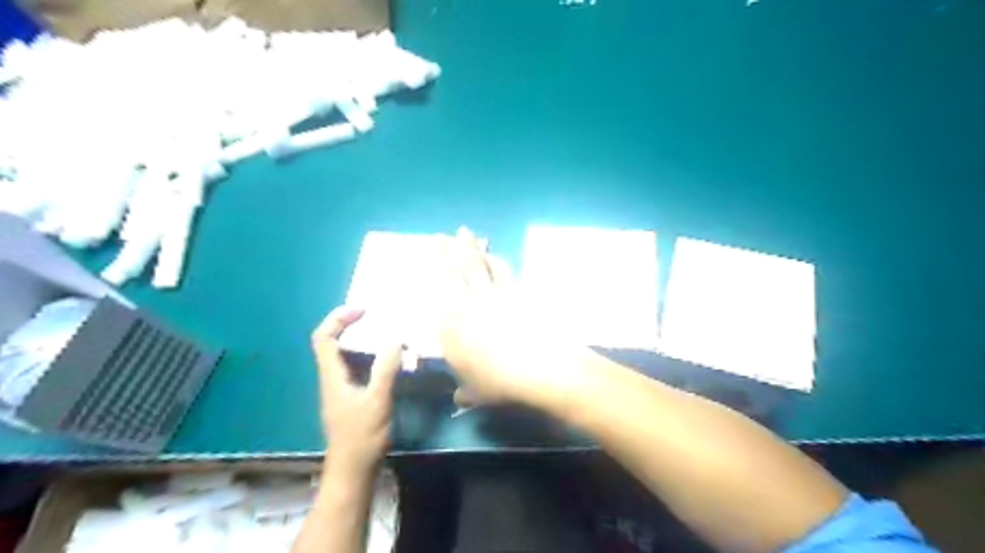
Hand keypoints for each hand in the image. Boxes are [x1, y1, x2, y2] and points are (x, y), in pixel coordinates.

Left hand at [310, 306, 396, 474]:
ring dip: (359, 340)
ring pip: (343, 355)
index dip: (337, 318)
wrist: (352, 470)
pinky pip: (354, 367)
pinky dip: (367, 356)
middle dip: (349, 324)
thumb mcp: (377, 401)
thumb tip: (395, 339)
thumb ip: (385, 369)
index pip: (323, 338)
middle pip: (330, 342)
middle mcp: (331, 378)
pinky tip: (386, 360)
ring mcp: (339, 389)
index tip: (362, 310)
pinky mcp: (349, 397)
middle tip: (374, 316)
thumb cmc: (362, 436)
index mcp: (332, 376)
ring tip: (383, 332)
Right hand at [438, 228, 583, 406]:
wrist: (538, 367)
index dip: (438, 266)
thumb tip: (459, 398)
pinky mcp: (518, 294)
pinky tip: (496, 257)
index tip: (435, 251)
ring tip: (470, 237)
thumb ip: (465, 391)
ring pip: (481, 265)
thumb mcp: (476, 391)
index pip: (441, 288)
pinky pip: (504, 272)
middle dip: (453, 248)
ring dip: (475, 249)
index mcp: (452, 323)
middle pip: (460, 268)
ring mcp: (495, 295)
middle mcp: (470, 303)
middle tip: (451, 233)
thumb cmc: (498, 381)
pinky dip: (498, 262)